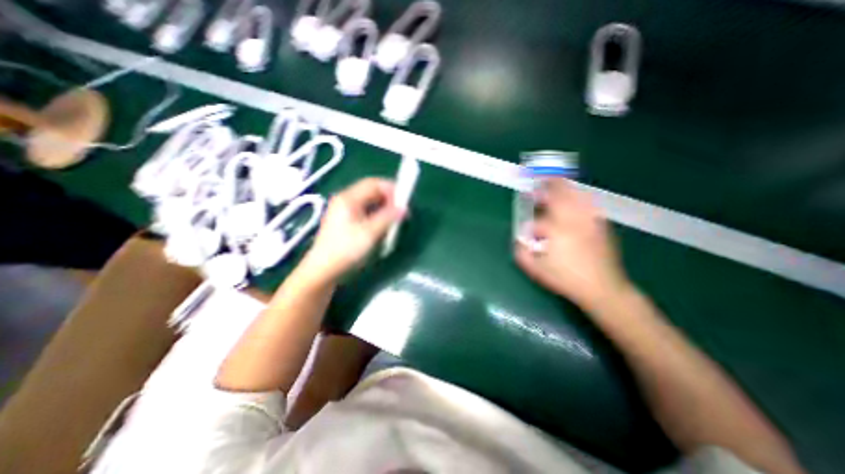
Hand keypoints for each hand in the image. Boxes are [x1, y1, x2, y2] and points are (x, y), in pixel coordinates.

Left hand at [299, 176, 403, 280]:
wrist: (323, 270)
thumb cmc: (346, 249)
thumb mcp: (370, 233)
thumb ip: (388, 217)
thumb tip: (404, 208)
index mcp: (348, 198)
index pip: (373, 183)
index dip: (390, 188)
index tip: (404, 199)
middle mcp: (345, 200)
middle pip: (370, 192)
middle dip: (388, 198)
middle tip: (401, 210)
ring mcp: (343, 211)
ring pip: (368, 203)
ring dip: (383, 208)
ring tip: (393, 219)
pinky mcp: (344, 222)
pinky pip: (364, 212)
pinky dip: (376, 215)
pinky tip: (382, 225)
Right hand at [516, 179, 633, 313]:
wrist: (603, 289)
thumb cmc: (566, 279)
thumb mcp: (537, 270)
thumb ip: (522, 253)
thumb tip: (518, 240)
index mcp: (556, 231)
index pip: (538, 221)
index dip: (531, 224)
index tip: (528, 229)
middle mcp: (573, 221)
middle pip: (560, 195)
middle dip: (548, 186)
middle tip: (540, 180)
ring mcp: (589, 221)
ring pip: (577, 196)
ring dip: (564, 188)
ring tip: (557, 182)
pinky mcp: (601, 226)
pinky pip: (590, 205)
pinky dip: (581, 198)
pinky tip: (577, 198)